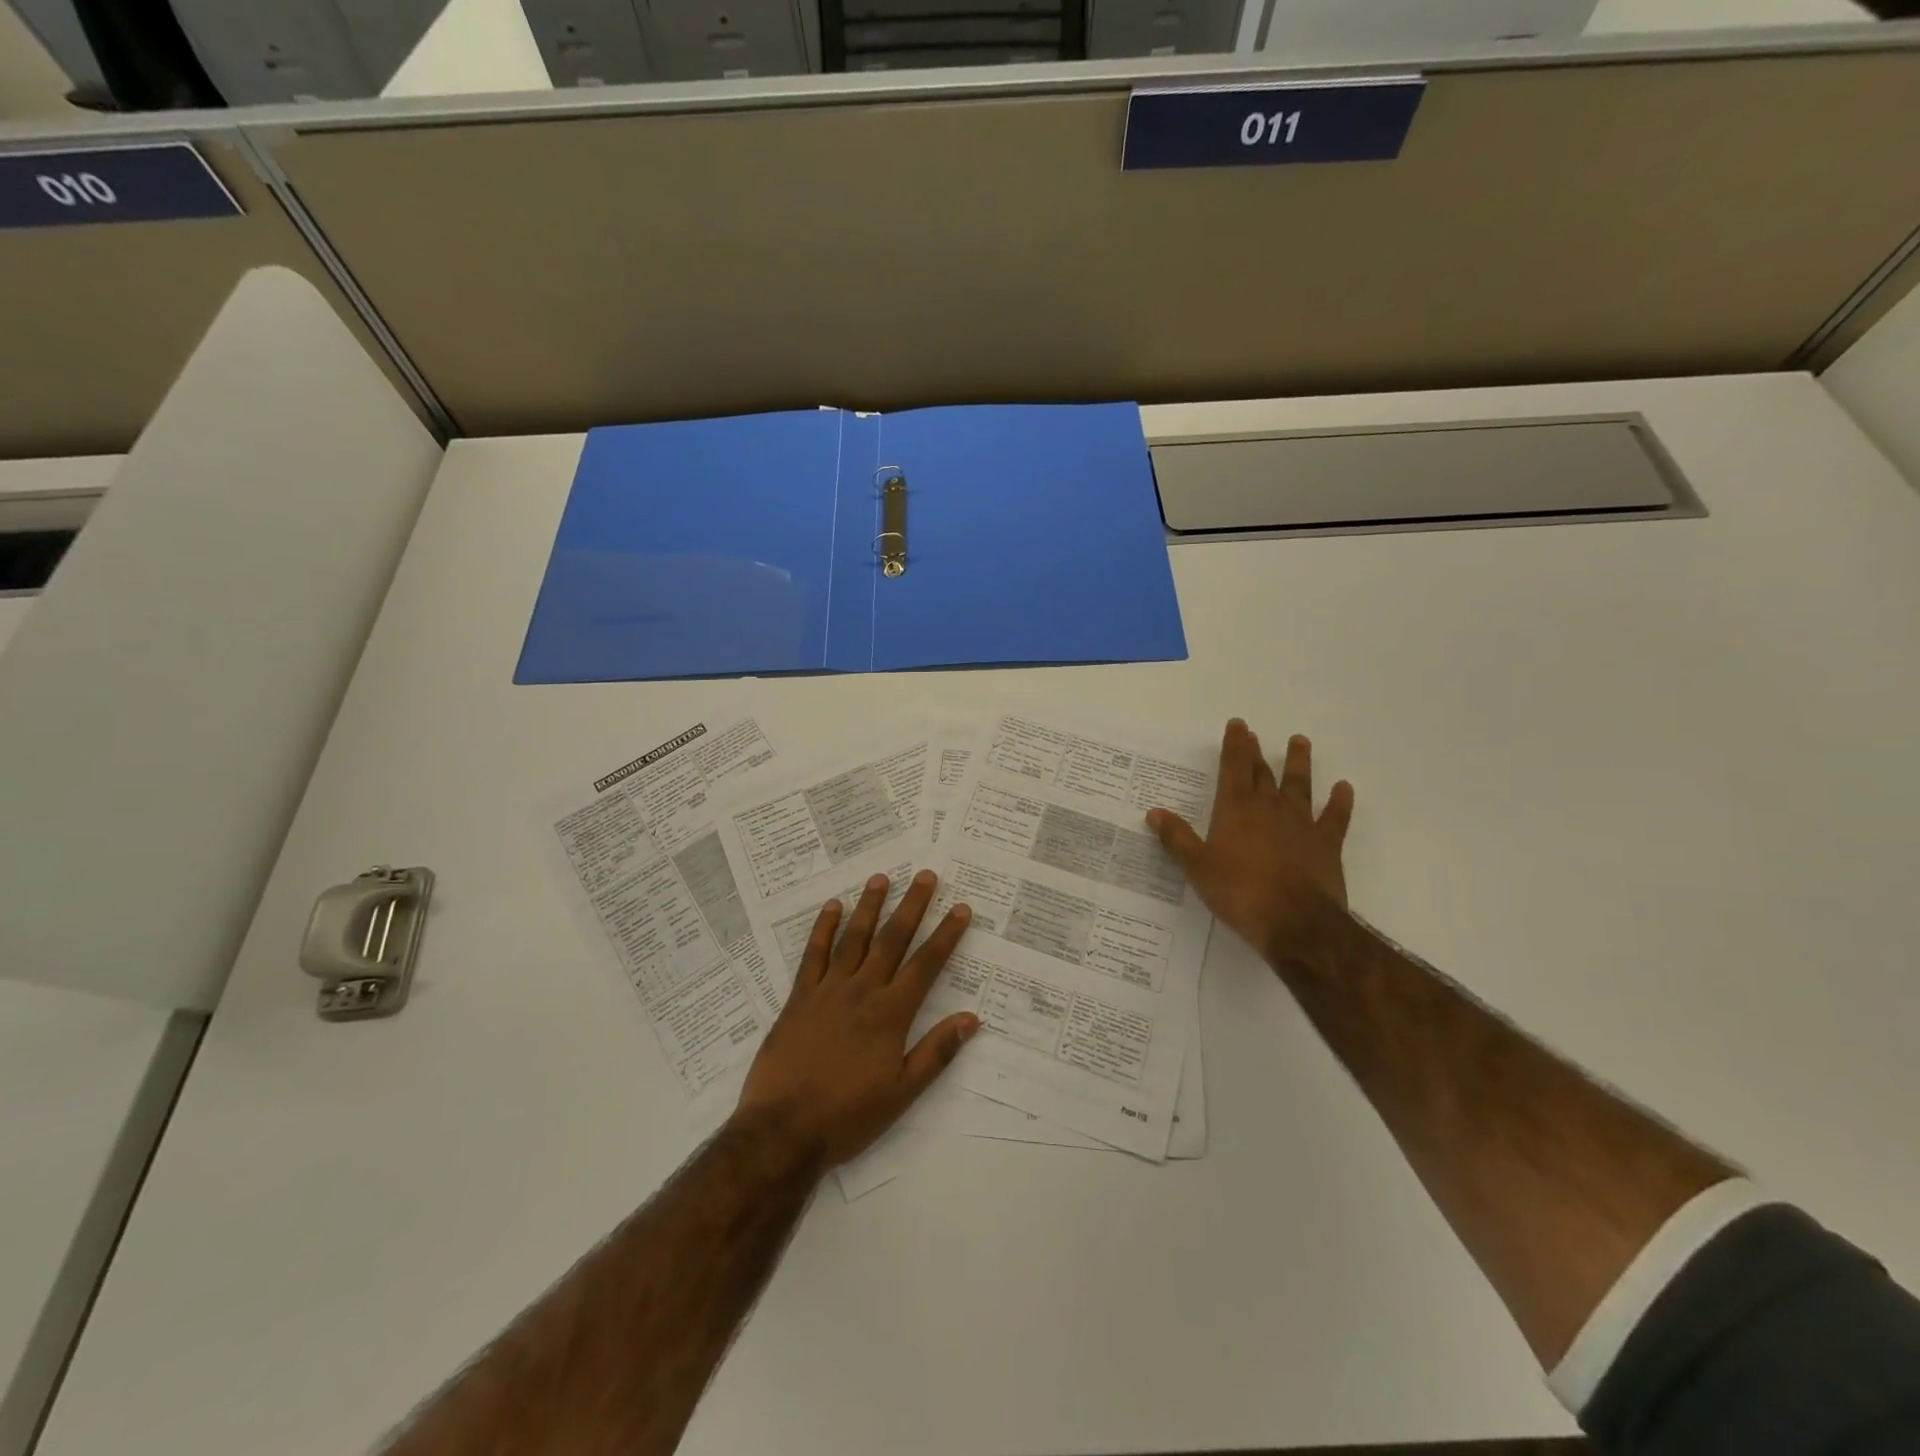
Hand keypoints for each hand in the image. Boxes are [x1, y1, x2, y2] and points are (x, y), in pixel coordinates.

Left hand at [733, 870, 977, 1170]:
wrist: (782, 1131)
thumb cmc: (847, 1116)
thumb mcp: (901, 1093)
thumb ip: (936, 1053)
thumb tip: (971, 1018)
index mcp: (890, 1014)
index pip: (926, 965)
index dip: (946, 935)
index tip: (960, 908)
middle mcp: (862, 992)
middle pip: (892, 940)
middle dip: (912, 906)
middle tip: (926, 875)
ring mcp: (827, 991)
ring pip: (854, 939)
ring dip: (870, 907)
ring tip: (881, 878)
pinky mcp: (799, 998)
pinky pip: (813, 955)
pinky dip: (823, 929)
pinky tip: (832, 907)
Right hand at [1147, 720, 1354, 960]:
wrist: (1295, 922)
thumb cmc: (1239, 892)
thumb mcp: (1197, 867)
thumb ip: (1177, 838)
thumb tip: (1155, 812)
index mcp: (1236, 809)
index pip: (1234, 767)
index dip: (1234, 745)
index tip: (1237, 725)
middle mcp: (1269, 808)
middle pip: (1262, 773)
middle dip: (1255, 752)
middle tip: (1254, 734)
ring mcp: (1301, 824)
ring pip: (1300, 785)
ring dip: (1298, 763)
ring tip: (1299, 741)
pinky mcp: (1326, 844)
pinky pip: (1335, 817)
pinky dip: (1340, 801)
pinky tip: (1344, 788)